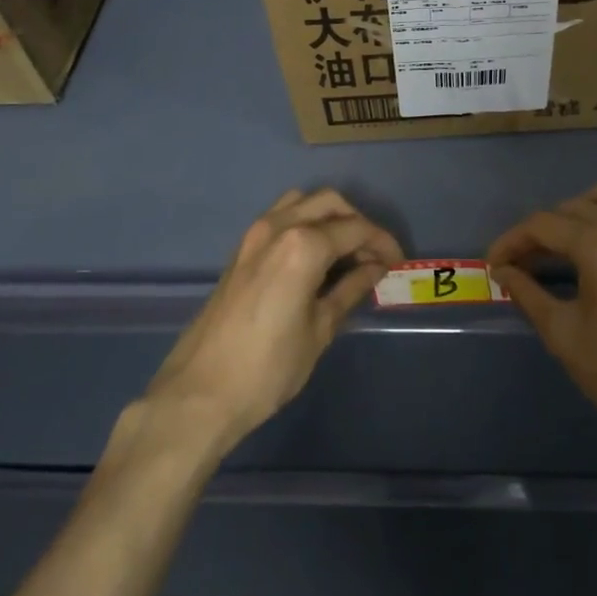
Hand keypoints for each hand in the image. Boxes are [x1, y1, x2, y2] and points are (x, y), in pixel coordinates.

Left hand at [145, 189, 402, 450]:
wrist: (199, 393)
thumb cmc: (268, 369)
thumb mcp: (319, 330)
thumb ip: (350, 289)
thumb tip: (375, 268)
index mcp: (303, 245)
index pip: (355, 229)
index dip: (382, 242)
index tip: (397, 262)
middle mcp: (278, 227)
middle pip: (329, 203)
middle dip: (357, 222)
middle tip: (373, 256)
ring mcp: (254, 235)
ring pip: (301, 202)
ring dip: (329, 217)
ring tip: (346, 253)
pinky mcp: (240, 249)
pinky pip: (280, 217)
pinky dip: (304, 223)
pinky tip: (314, 258)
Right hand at [488, 180, 596, 464]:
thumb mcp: (564, 335)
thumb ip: (528, 293)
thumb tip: (505, 272)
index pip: (542, 225)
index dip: (511, 241)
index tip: (492, 265)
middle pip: (570, 208)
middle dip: (538, 231)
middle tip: (518, 264)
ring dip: (575, 213)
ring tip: (558, 246)